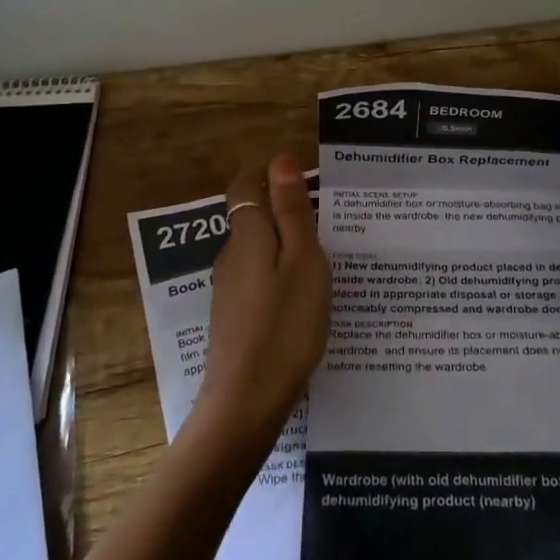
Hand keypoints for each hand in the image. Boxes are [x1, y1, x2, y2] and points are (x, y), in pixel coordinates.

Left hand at [193, 154, 331, 451]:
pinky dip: (280, 277)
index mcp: (248, 235)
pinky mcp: (233, 316)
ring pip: (257, 251)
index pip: (245, 185)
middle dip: (285, 212)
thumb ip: (291, 211)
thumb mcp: (302, 262)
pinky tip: (304, 300)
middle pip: (252, 217)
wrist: (247, 400)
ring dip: (285, 247)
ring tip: (326, 262)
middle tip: (330, 225)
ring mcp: (228, 289)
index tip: (308, 185)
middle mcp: (231, 256)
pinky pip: (258, 280)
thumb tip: (279, 159)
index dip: (270, 176)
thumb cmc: (285, 326)